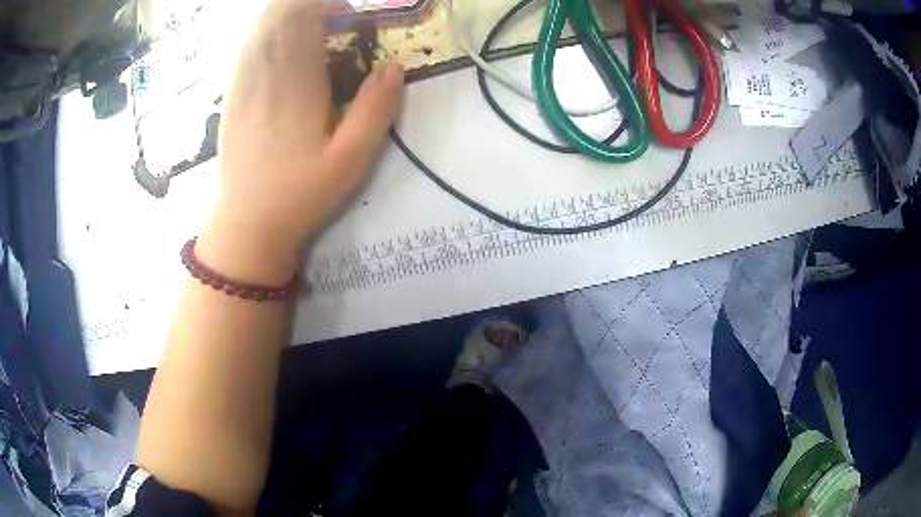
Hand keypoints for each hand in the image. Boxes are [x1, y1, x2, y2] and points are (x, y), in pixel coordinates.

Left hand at [198, 0, 404, 283]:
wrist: (247, 225)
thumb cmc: (300, 195)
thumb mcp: (351, 161)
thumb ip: (376, 110)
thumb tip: (395, 66)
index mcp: (298, 83)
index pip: (306, 17)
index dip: (329, 3)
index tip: (352, 11)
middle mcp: (265, 73)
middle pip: (280, 13)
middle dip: (308, 4)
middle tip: (336, 15)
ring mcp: (243, 83)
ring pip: (260, 26)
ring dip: (286, 13)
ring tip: (312, 21)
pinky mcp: (232, 95)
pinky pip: (246, 46)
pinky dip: (265, 31)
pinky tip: (279, 38)